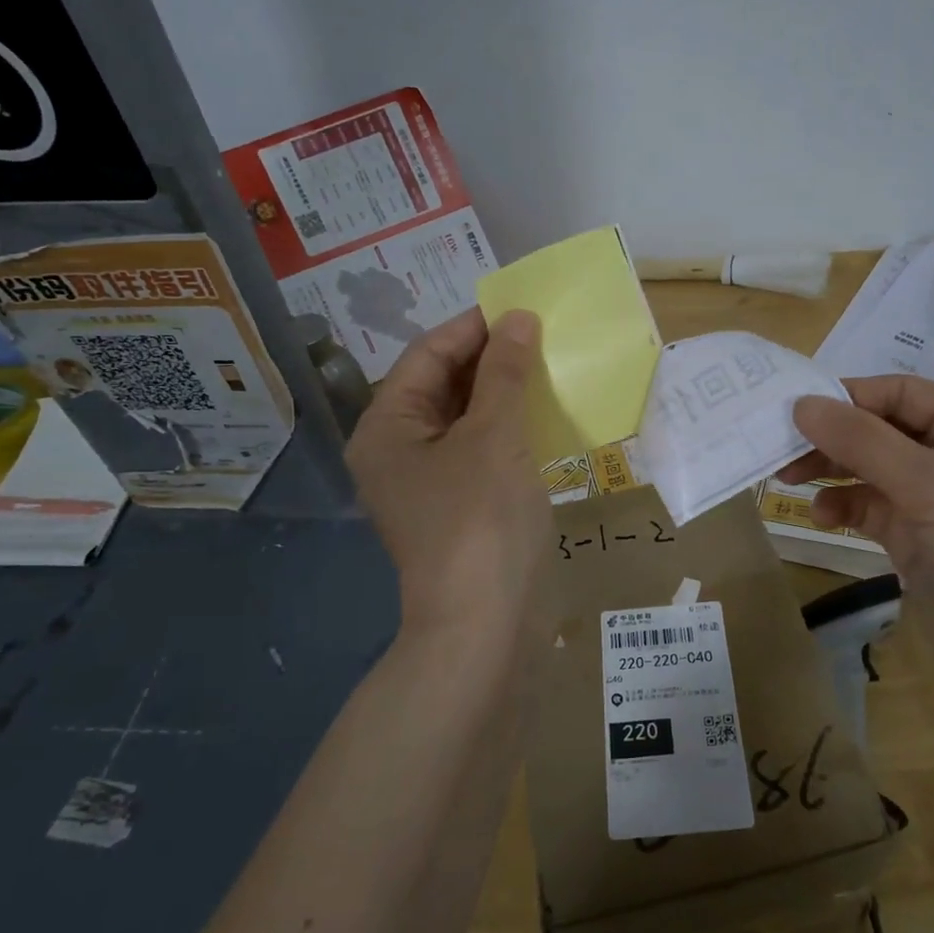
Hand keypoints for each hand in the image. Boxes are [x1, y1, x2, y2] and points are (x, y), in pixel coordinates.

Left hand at [346, 309, 554, 644]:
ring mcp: (428, 482)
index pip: (426, 356)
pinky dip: (507, 427)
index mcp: (387, 428)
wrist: (485, 624)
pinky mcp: (458, 505)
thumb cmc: (480, 520)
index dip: (472, 327)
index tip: (519, 308)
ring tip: (546, 366)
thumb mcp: (494, 436)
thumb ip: (504, 373)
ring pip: (463, 418)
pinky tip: (541, 414)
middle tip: (540, 336)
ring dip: (502, 391)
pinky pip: (479, 449)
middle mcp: (398, 450)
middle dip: (489, 358)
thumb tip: (518, 319)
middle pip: (441, 385)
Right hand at [781, 376, 933, 699]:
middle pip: (882, 428)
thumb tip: (800, 402)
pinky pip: (873, 507)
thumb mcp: (930, 485)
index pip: (900, 392)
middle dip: (833, 437)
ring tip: (788, 480)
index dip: (846, 397)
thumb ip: (862, 440)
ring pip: (872, 468)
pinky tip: (822, 516)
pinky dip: (845, 505)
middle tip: (780, 450)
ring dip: (833, 470)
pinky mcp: (922, 540)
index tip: (789, 410)